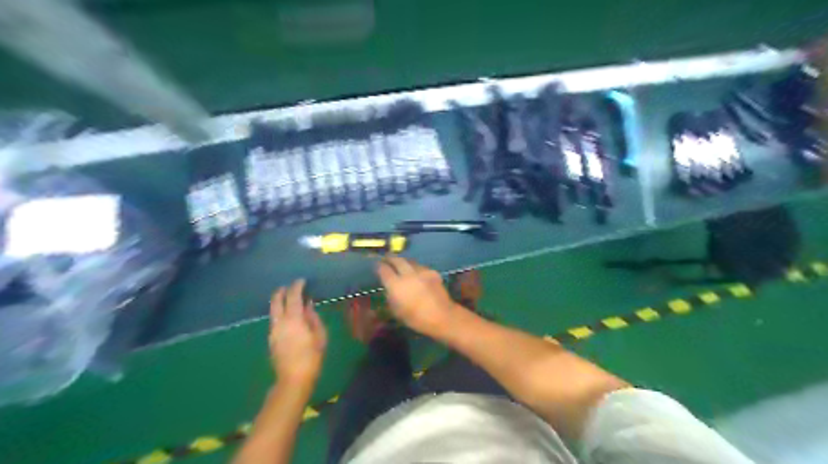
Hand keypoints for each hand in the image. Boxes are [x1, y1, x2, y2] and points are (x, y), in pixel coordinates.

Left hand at [269, 282, 327, 385]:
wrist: (293, 379)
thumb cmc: (312, 357)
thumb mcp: (320, 335)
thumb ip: (313, 317)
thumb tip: (308, 305)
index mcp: (294, 319)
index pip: (293, 296)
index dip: (297, 286)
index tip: (302, 280)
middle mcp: (280, 322)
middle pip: (276, 300)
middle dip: (282, 291)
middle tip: (290, 286)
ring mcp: (273, 330)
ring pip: (272, 310)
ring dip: (279, 301)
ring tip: (289, 299)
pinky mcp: (271, 339)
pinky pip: (274, 319)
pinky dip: (279, 312)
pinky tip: (288, 316)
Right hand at [378, 258, 462, 335]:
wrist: (441, 316)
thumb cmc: (416, 318)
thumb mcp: (397, 311)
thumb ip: (390, 297)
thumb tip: (389, 289)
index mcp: (396, 285)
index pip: (384, 270)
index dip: (379, 266)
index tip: (377, 265)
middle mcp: (407, 274)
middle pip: (397, 260)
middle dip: (390, 258)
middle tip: (386, 258)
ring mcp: (421, 271)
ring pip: (409, 261)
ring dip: (403, 261)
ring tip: (400, 263)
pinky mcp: (432, 272)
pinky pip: (420, 266)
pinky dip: (415, 267)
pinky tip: (415, 272)